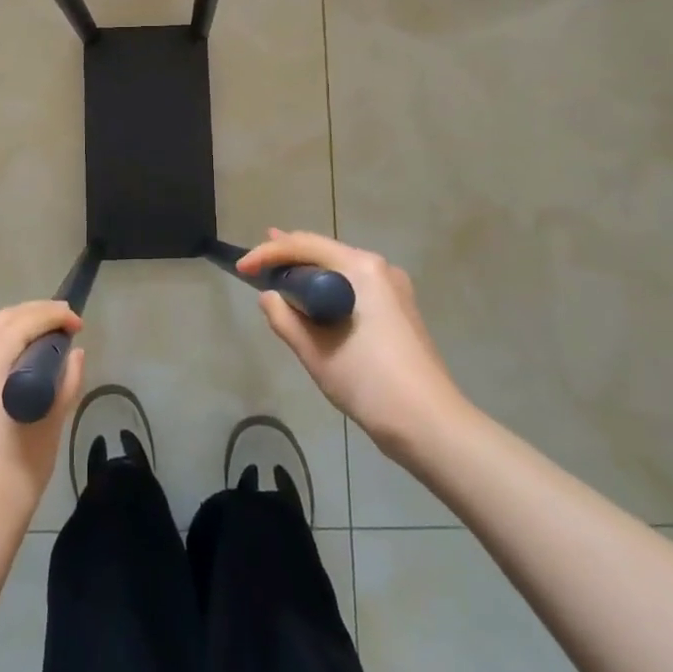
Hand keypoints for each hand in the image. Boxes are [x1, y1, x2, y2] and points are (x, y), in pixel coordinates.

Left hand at [0, 301, 84, 540]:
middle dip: (37, 315)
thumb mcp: (50, 422)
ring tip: (52, 340)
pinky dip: (5, 347)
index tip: (80, 323)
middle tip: (68, 325)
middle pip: (5, 319)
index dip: (56, 315)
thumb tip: (74, 354)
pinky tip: (26, 362)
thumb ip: (65, 380)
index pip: (26, 319)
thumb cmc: (14, 471)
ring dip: (20, 328)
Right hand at [241, 230, 466, 453]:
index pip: (305, 246)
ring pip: (340, 269)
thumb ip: (285, 319)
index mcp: (361, 269)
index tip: (241, 268)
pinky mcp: (399, 309)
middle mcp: (379, 268)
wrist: (431, 425)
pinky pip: (354, 286)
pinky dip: (328, 288)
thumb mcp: (316, 352)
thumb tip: (268, 296)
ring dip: (308, 272)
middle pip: (324, 251)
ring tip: (279, 270)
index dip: (268, 253)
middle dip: (288, 255)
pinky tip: (313, 297)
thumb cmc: (369, 383)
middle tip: (257, 259)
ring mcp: (393, 288)